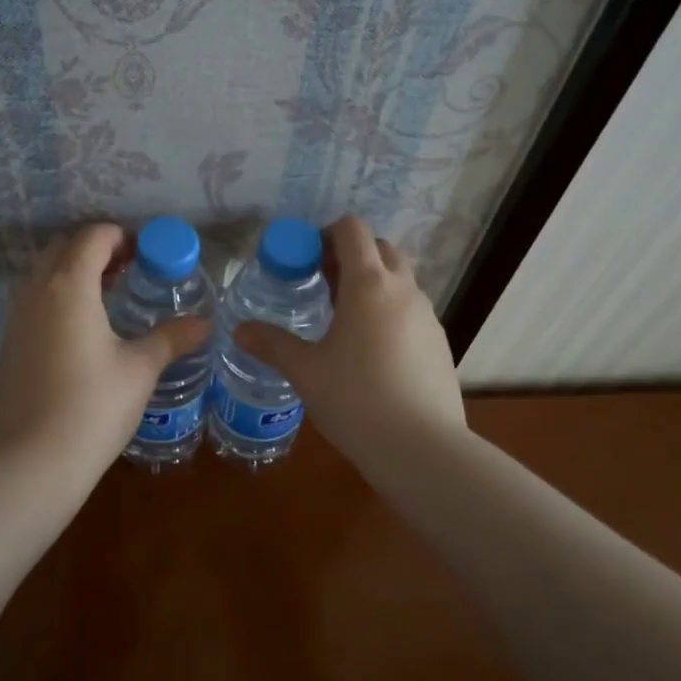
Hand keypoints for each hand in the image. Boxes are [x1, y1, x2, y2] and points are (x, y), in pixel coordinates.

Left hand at [0, 223, 210, 476]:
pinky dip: (59, 295)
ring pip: (44, 273)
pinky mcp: (10, 342)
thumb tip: (203, 323)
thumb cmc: (94, 406)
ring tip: (110, 296)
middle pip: (63, 248)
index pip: (92, 237)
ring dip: (75, 271)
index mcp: (70, 286)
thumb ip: (170, 337)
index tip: (146, 253)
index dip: (120, 237)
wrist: (33, 460)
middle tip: (129, 270)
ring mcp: (18, 317)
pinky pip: (35, 299)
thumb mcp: (140, 369)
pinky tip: (84, 329)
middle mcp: (37, 291)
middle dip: (96, 249)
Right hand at [234, 215, 463, 450]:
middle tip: (322, 284)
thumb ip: (272, 344)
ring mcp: (427, 316)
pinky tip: (371, 352)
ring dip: (372, 284)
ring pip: (399, 280)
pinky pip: (411, 310)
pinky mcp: (440, 343)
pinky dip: (390, 312)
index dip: (327, 233)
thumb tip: (240, 330)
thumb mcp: (305, 371)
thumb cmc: (356, 399)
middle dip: (351, 256)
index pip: (353, 230)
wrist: (423, 450)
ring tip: (343, 319)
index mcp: (369, 284)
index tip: (306, 258)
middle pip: (380, 248)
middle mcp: (403, 290)